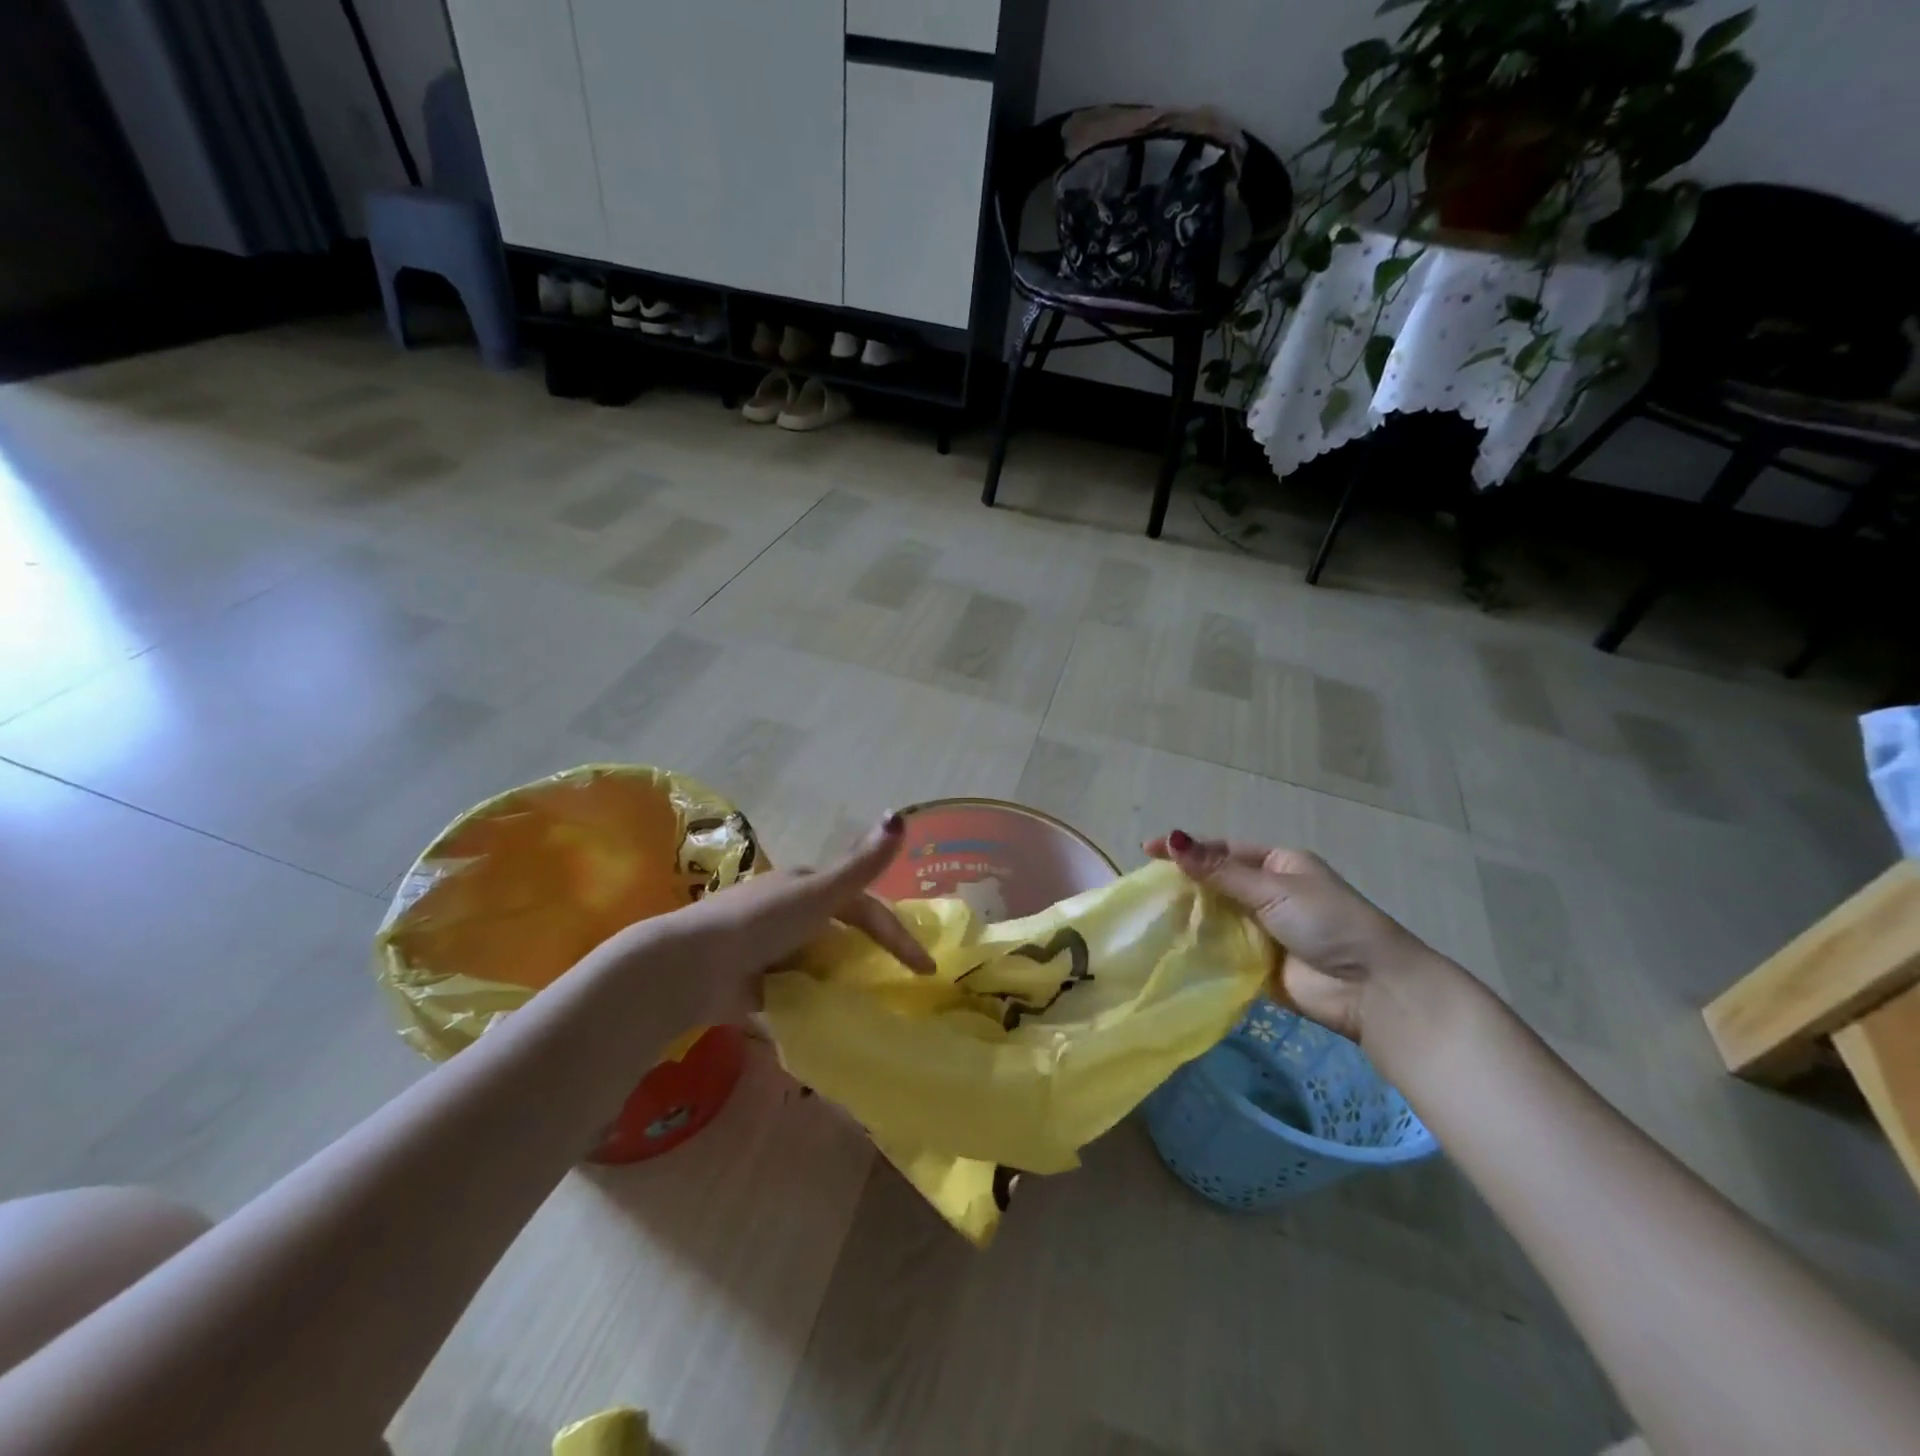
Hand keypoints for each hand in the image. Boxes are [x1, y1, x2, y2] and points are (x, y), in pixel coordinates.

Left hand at [617, 813, 933, 1023]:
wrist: (691, 966)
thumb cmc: (761, 922)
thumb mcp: (819, 892)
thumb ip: (862, 865)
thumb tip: (900, 816)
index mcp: (806, 886)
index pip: (863, 907)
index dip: (896, 933)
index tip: (925, 969)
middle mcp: (788, 912)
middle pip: (840, 933)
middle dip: (869, 956)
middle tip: (899, 987)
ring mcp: (769, 948)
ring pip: (818, 963)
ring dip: (841, 982)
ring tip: (868, 1010)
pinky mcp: (752, 983)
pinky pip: (793, 992)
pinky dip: (811, 1004)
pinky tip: (828, 1022)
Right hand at [1144, 830, 1441, 1044]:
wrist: (1371, 989)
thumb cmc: (1328, 923)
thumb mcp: (1272, 888)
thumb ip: (1220, 871)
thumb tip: (1173, 839)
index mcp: (1278, 865)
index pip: (1223, 850)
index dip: (1187, 848)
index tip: (1147, 850)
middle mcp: (1269, 893)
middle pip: (1216, 882)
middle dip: (1184, 883)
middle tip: (1144, 888)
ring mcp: (1263, 930)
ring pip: (1215, 916)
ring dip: (1188, 916)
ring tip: (1148, 916)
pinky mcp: (1257, 964)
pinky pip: (1221, 950)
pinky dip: (1199, 947)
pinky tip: (1169, 945)